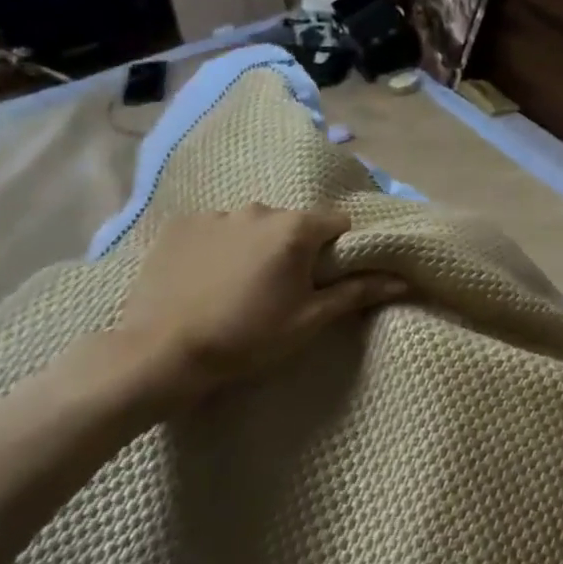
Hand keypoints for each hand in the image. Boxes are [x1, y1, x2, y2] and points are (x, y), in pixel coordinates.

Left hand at [112, 206, 405, 406]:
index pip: (337, 224)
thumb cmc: (247, 338)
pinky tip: (206, 280)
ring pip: (253, 226)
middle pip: (294, 224)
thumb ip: (357, 292)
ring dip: (256, 247)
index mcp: (295, 228)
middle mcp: (258, 209)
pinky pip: (215, 230)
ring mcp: (215, 215)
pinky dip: (219, 247)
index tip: (325, 279)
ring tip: (238, 287)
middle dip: (295, 249)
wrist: (160, 354)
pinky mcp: (179, 226)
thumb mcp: (309, 320)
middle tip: (282, 290)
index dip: (339, 251)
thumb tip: (402, 280)